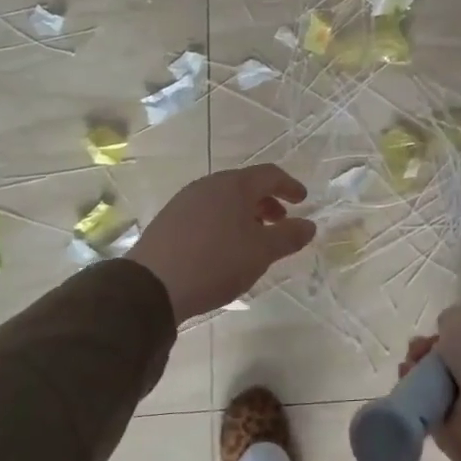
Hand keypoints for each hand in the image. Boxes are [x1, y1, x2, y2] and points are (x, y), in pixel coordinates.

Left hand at [127, 166, 315, 321]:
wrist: (151, 286)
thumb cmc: (216, 262)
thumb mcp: (261, 252)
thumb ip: (289, 236)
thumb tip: (309, 225)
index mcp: (234, 185)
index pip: (270, 174)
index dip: (290, 186)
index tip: (302, 200)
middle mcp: (209, 185)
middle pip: (245, 185)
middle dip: (266, 201)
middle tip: (279, 222)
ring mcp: (185, 200)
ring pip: (224, 199)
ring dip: (244, 213)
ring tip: (252, 238)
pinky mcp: (169, 219)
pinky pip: (206, 212)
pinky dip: (223, 221)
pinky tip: (223, 247)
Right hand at [401, 303, 460, 460]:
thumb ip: (449, 320)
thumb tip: (446, 339)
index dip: (449, 323)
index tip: (437, 328)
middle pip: (447, 348)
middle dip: (426, 347)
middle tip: (417, 351)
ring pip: (433, 375)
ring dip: (416, 370)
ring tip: (409, 369)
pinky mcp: (455, 423)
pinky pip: (425, 403)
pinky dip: (412, 396)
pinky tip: (407, 386)